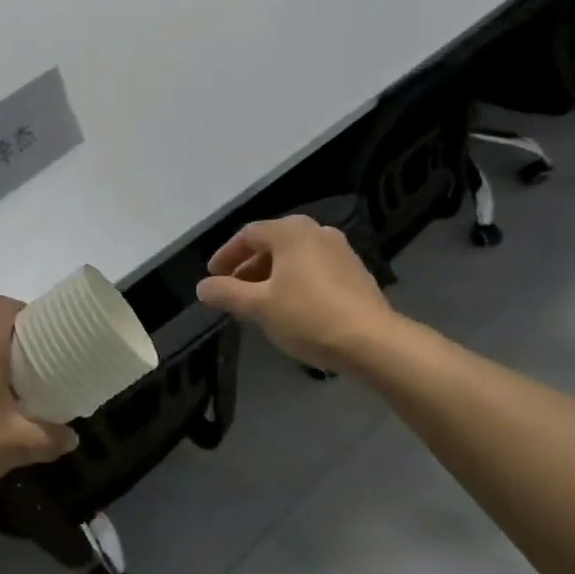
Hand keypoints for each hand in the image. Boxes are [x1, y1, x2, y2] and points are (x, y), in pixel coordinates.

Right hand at [195, 216, 396, 370]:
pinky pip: (314, 269)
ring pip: (294, 257)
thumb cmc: (307, 316)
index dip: (226, 255)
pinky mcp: (356, 273)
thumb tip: (203, 286)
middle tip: (233, 290)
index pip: (248, 234)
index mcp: (291, 231)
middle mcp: (317, 232)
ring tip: (259, 302)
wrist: (372, 342)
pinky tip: (291, 308)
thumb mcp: (258, 306)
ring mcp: (340, 251)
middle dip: (249, 267)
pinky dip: (295, 281)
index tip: (213, 276)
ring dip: (271, 275)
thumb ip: (226, 293)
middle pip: (272, 244)